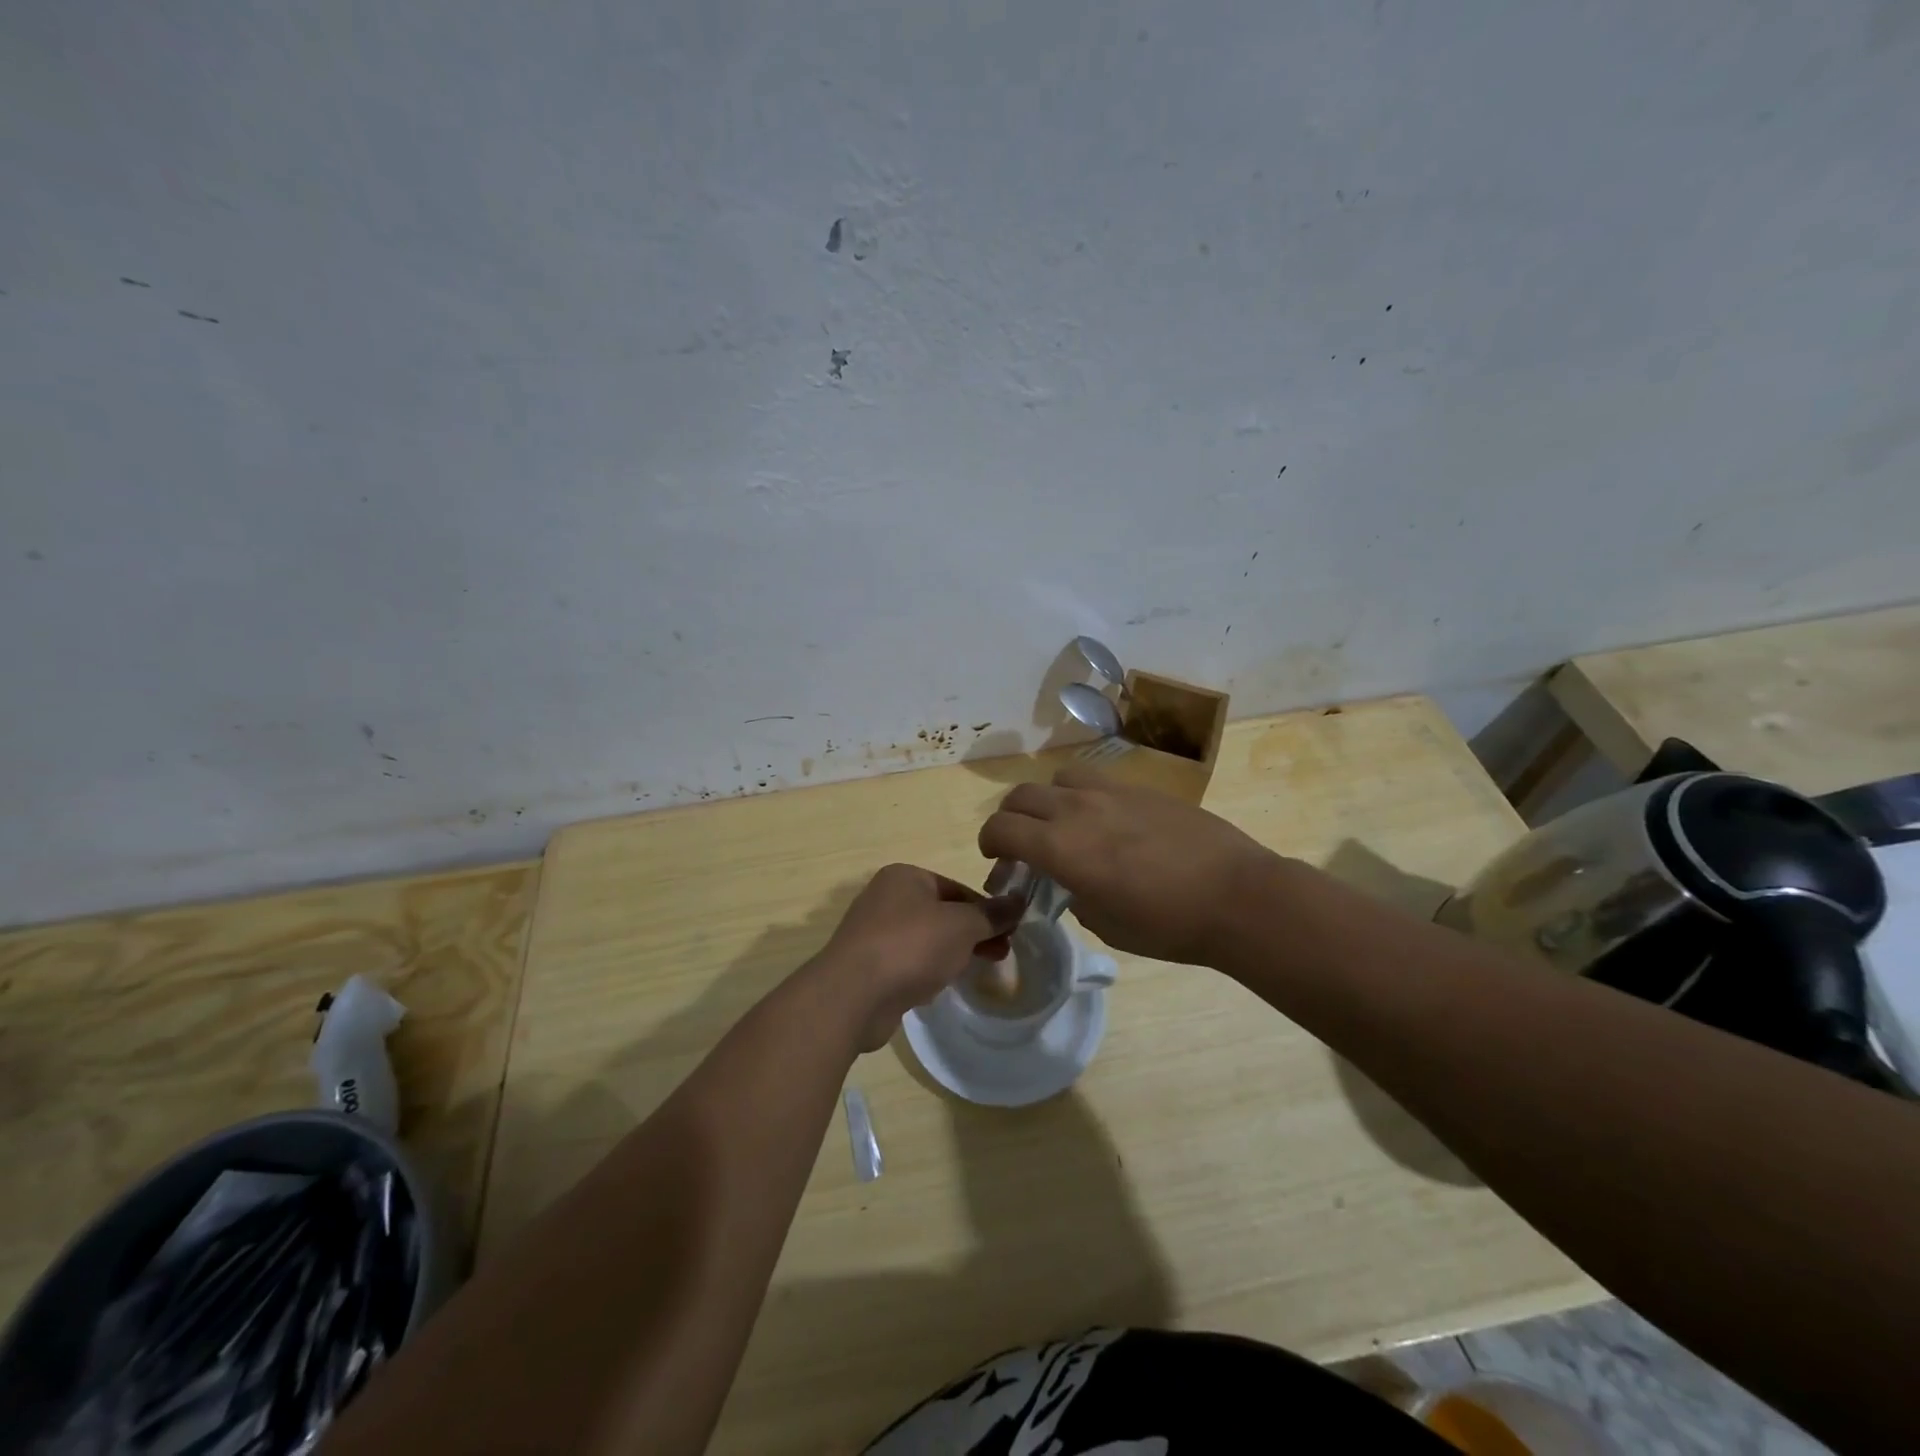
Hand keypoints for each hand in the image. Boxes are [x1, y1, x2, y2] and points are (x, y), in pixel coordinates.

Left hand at [814, 864, 1024, 1051]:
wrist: (853, 994)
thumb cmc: (911, 945)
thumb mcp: (962, 925)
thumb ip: (991, 914)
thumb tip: (1018, 901)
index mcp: (905, 877)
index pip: (957, 888)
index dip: (986, 909)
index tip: (1010, 932)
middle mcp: (886, 898)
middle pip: (942, 913)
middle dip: (973, 933)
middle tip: (1001, 953)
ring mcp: (874, 933)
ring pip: (926, 939)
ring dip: (952, 952)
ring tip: (977, 970)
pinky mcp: (869, 966)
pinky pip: (908, 963)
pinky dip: (927, 970)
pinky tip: (940, 986)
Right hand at [977, 765, 1279, 964]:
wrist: (1236, 896)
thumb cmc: (1168, 924)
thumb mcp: (1107, 925)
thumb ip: (1075, 898)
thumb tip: (1073, 883)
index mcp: (1061, 847)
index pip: (1001, 827)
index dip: (989, 842)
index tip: (997, 859)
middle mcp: (1077, 809)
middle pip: (1021, 796)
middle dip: (1011, 819)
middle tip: (1023, 845)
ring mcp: (1112, 792)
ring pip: (1058, 779)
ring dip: (1048, 800)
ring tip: (1064, 824)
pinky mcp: (1142, 788)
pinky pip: (1097, 780)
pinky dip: (1084, 796)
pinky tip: (1107, 821)